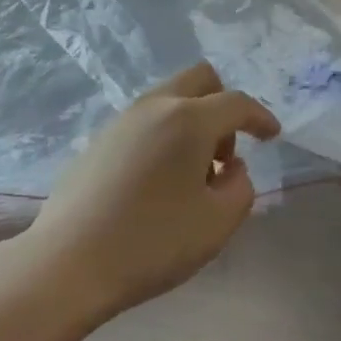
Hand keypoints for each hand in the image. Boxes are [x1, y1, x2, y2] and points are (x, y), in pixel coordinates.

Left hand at [25, 63, 279, 318]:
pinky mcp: (101, 137)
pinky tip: (158, 181)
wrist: (68, 261)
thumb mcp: (216, 225)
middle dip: (223, 106)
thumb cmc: (151, 242)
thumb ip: (240, 189)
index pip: (237, 103)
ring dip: (193, 121)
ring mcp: (124, 118)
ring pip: (171, 97)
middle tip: (225, 154)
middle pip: (201, 79)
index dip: (260, 117)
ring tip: (192, 176)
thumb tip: (232, 168)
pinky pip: (147, 119)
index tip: (273, 134)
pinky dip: (166, 134)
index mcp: (190, 119)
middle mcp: (157, 105)